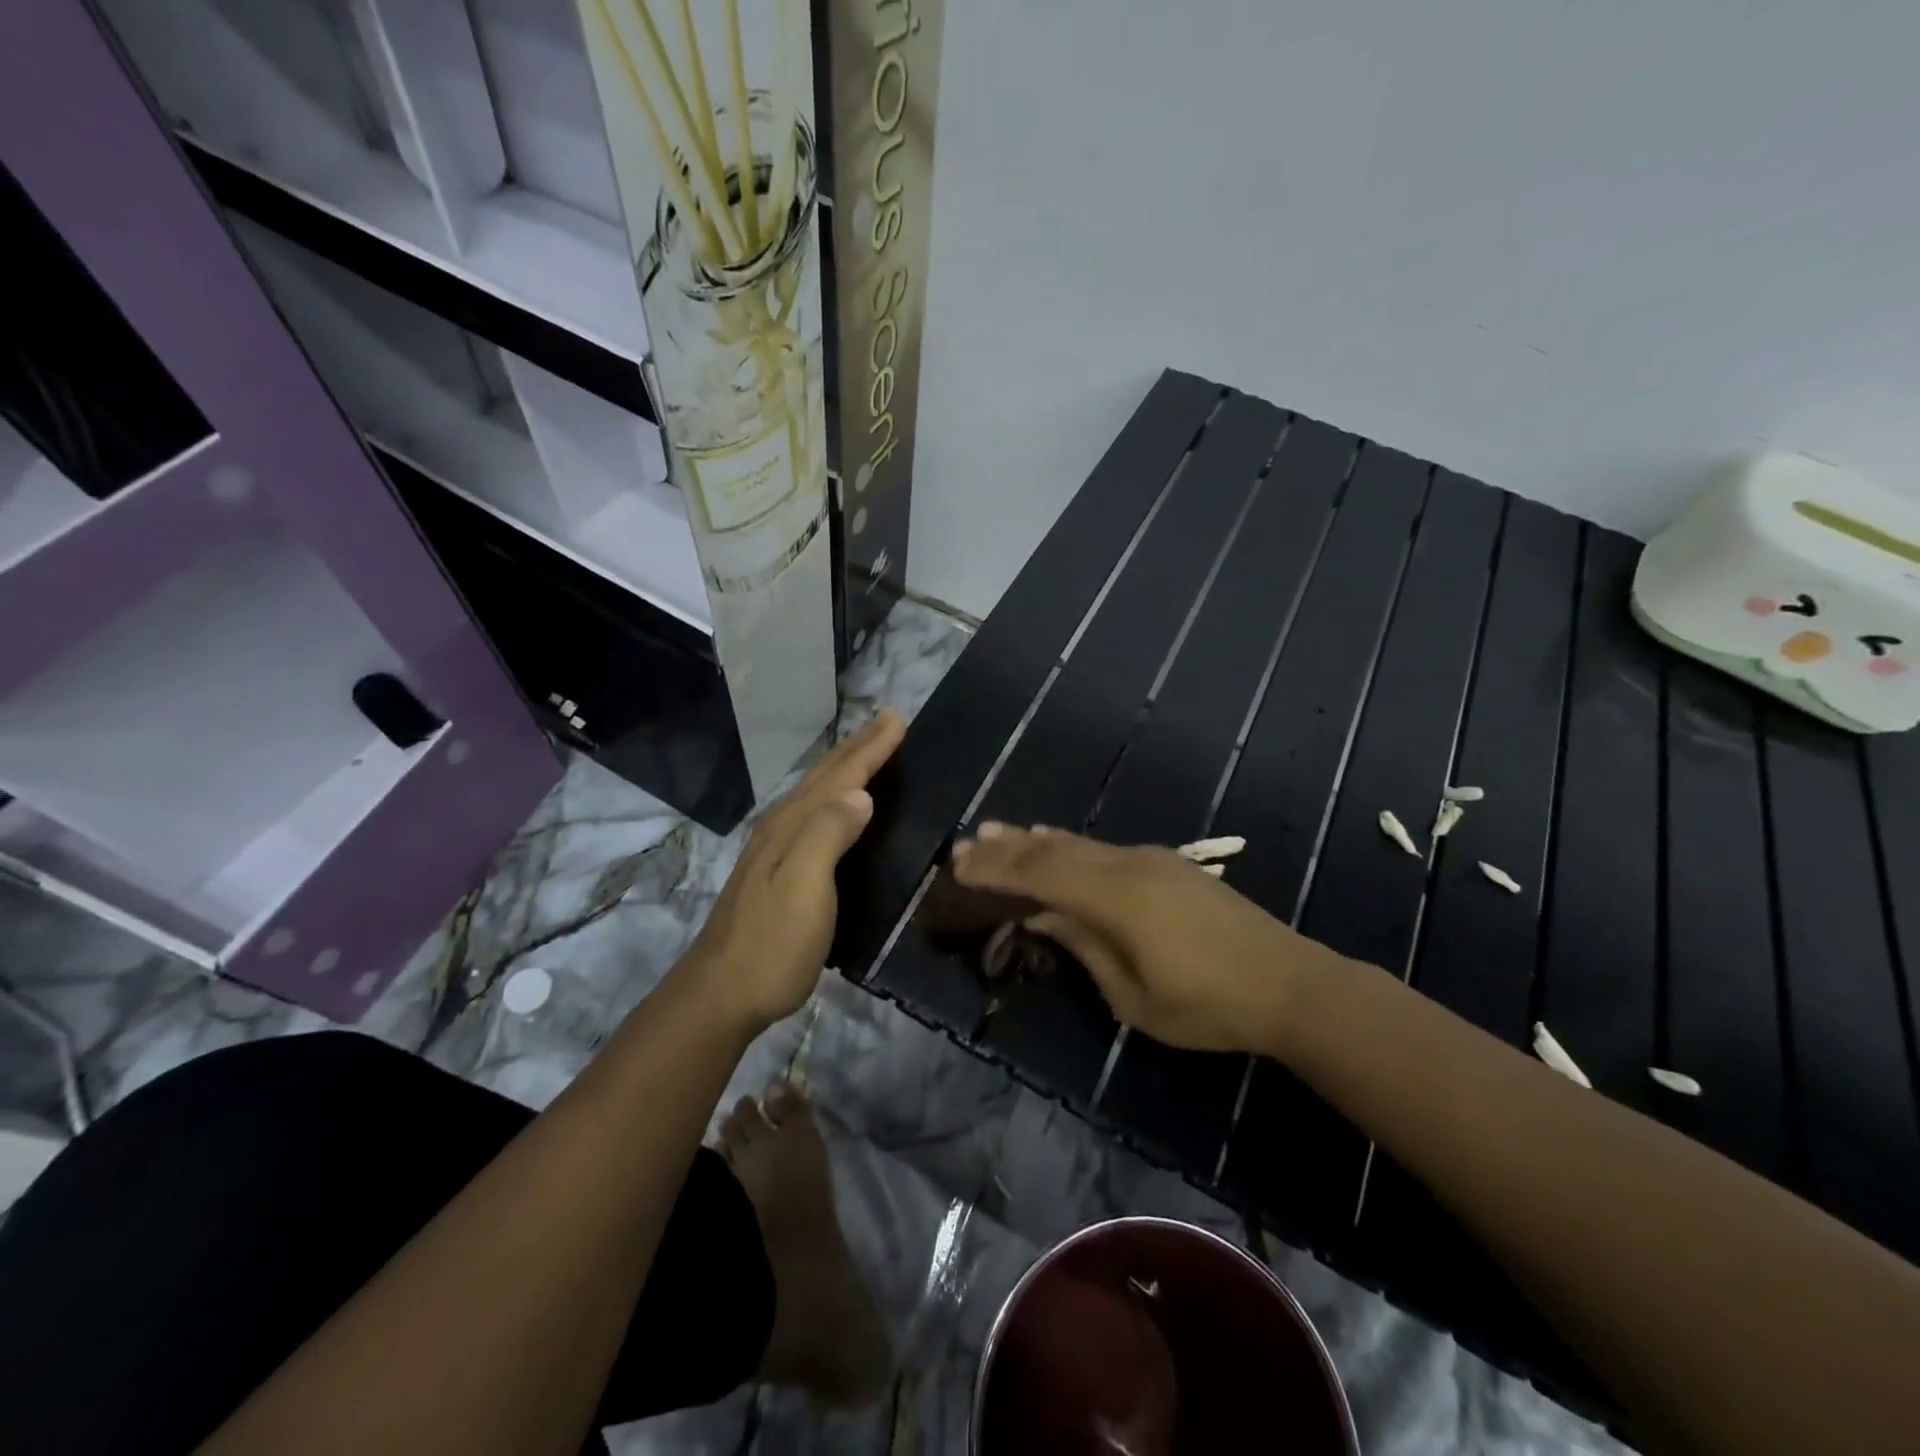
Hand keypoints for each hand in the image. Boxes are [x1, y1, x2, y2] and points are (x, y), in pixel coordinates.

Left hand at [681, 709, 905, 1031]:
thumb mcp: (805, 888)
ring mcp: (773, 850)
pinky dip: (831, 797)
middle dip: (858, 747)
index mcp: (792, 826)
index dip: (870, 749)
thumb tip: (860, 795)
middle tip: (887, 721)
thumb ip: (828, 836)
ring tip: (867, 751)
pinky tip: (835, 807)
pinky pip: (811, 815)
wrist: (721, 994)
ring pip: (815, 793)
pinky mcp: (774, 871)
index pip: (839, 777)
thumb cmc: (772, 944)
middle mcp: (781, 827)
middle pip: (824, 777)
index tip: (898, 721)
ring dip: (844, 767)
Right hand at [949, 824, 1338, 1053]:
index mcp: (1115, 899)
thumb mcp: (1134, 997)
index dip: (996, 869)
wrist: (1289, 983)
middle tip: (964, 844)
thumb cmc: (1208, 1005)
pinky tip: (1054, 841)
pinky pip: (1101, 848)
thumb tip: (1042, 915)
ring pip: (1078, 843)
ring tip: (995, 831)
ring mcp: (1150, 860)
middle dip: (1006, 848)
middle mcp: (1127, 866)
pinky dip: (1067, 845)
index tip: (958, 866)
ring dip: (1033, 839)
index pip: (1040, 874)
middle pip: (1053, 850)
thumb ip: (1084, 947)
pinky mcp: (1166, 864)